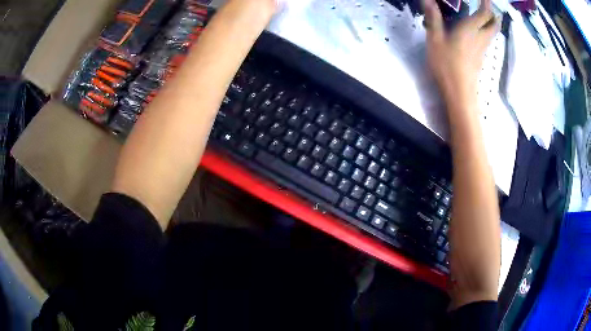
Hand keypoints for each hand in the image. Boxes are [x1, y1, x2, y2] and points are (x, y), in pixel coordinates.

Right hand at [424, 0, 499, 101]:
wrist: (459, 93)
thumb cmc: (447, 64)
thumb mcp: (435, 39)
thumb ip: (434, 18)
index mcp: (471, 29)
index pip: (485, 13)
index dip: (487, 3)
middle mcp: (480, 38)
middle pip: (494, 25)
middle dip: (494, 15)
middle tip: (488, 7)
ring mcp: (482, 50)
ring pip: (492, 34)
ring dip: (491, 24)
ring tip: (484, 17)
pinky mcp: (480, 59)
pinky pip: (487, 41)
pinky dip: (486, 33)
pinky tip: (477, 33)